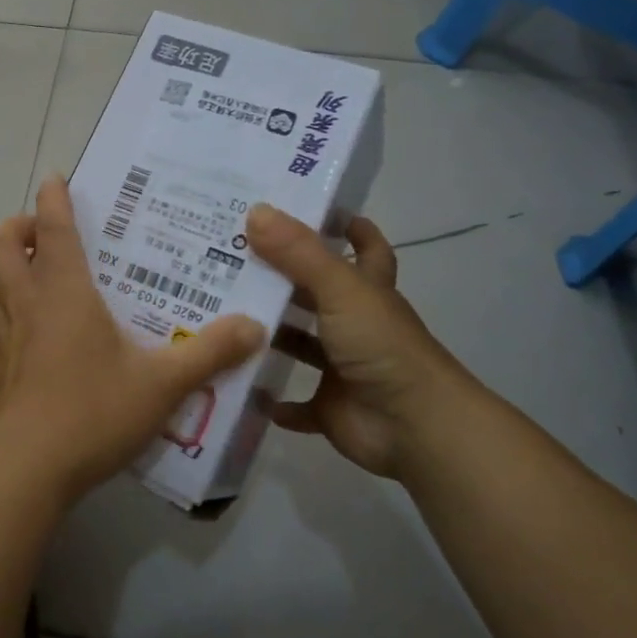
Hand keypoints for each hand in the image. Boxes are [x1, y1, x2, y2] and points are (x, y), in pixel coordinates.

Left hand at [0, 178, 265, 507]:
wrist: (30, 471)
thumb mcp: (164, 384)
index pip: (55, 230)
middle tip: (38, 232)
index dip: (53, 199)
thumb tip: (254, 326)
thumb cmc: (96, 414)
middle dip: (15, 227)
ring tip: (13, 268)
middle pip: (0, 246)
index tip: (55, 179)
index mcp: (64, 294)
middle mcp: (24, 305)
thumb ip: (209, 353)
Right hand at [245, 204, 482, 480]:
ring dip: (270, 335)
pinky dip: (273, 399)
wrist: (416, 427)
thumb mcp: (341, 289)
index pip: (364, 248)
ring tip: (221, 315)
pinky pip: (296, 404)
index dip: (346, 228)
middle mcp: (355, 324)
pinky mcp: (330, 407)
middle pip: (317, 293)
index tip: (311, 210)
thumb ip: (299, 252)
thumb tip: (256, 210)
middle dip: (282, 278)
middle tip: (233, 257)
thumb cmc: (382, 347)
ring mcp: (342, 368)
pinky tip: (240, 383)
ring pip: (301, 345)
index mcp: (366, 291)